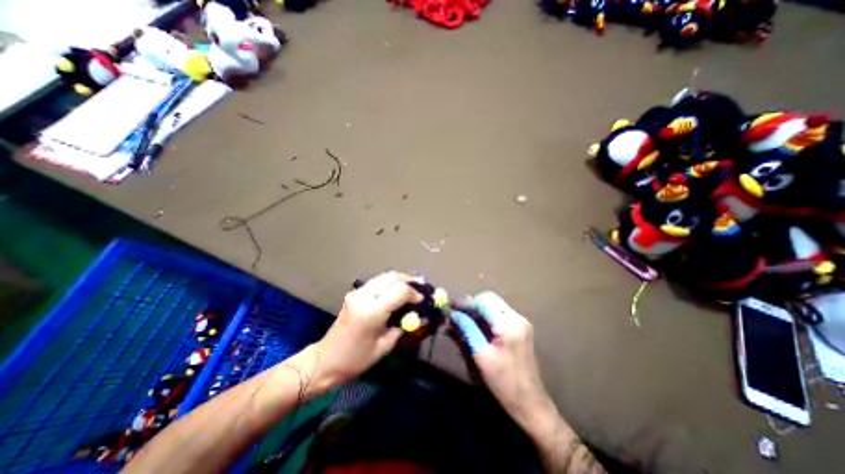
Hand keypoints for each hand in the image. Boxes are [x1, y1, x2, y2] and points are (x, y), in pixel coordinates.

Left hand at [309, 272, 420, 394]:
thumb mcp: (384, 346)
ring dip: (399, 280)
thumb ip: (402, 326)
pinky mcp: (354, 294)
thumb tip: (418, 316)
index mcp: (372, 311)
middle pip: (392, 277)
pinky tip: (396, 292)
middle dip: (409, 281)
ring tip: (412, 289)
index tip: (423, 301)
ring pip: (384, 276)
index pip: (400, 290)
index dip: (415, 293)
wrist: (325, 360)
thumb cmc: (356, 360)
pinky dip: (390, 284)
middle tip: (421, 288)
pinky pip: (377, 282)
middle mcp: (363, 296)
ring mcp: (357, 293)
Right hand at [448, 293, 555, 425]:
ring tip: (461, 317)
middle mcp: (516, 317)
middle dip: (471, 303)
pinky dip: (485, 314)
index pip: (483, 302)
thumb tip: (452, 314)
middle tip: (455, 312)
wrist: (531, 403)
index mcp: (508, 324)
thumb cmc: (504, 382)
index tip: (449, 306)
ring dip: (477, 308)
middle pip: (489, 299)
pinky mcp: (520, 328)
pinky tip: (474, 323)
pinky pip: (499, 313)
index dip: (465, 302)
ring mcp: (520, 322)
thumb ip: (467, 329)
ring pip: (494, 304)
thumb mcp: (481, 355)